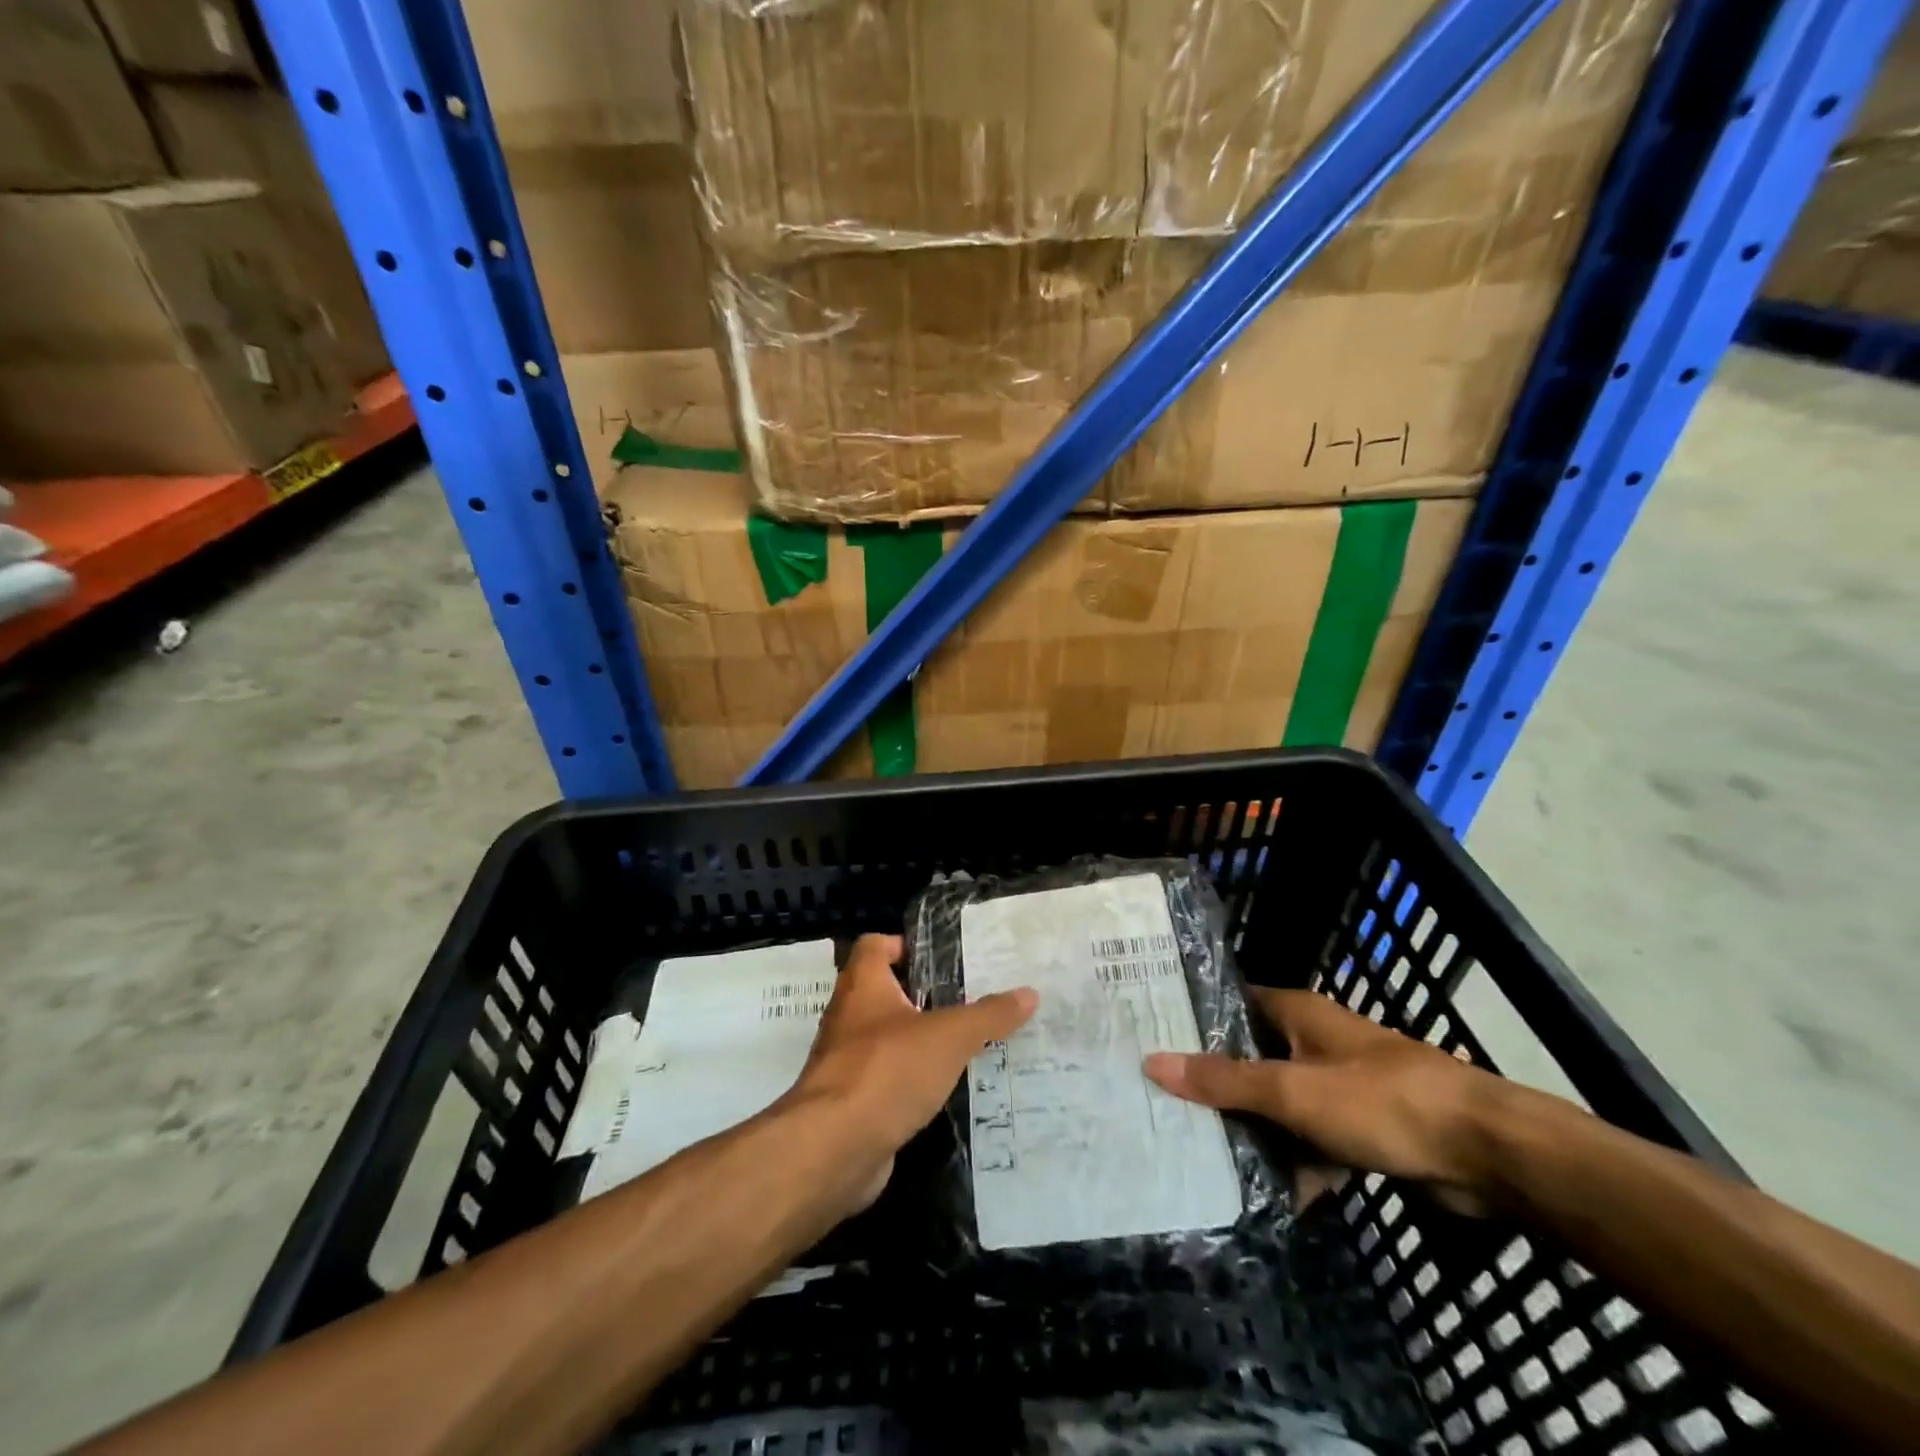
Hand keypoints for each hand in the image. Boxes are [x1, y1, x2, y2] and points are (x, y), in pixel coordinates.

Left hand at [781, 933, 1037, 1210]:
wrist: (834, 1148)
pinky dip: (911, 1082)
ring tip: (966, 1044)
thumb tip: (1030, 993)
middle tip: (969, 1000)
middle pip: (884, 992)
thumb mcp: (950, 1037)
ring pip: (887, 1039)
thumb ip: (989, 1015)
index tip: (941, 959)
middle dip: (923, 996)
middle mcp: (848, 1017)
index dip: (904, 944)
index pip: (875, 945)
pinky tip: (945, 1090)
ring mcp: (846, 1062)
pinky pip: (887, 1080)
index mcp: (863, 985)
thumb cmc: (888, 1070)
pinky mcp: (851, 1103)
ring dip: (919, 1041)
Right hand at [1144, 988, 1511, 1212]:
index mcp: (1298, 1014)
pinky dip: (1297, 1164)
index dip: (1195, 1016)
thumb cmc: (1381, 1102)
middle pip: (1253, 1056)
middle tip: (1165, 1101)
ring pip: (1282, 1102)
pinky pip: (1314, 1141)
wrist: (1487, 1154)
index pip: (1232, 1002)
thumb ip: (1224, 1080)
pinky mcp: (1364, 1128)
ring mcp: (1341, 1086)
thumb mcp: (1292, 1091)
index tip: (1152, 1034)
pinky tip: (1269, 1196)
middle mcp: (1315, 1042)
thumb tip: (1153, 1061)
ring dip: (1255, 1129)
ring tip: (1201, 1152)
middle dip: (1217, 1083)